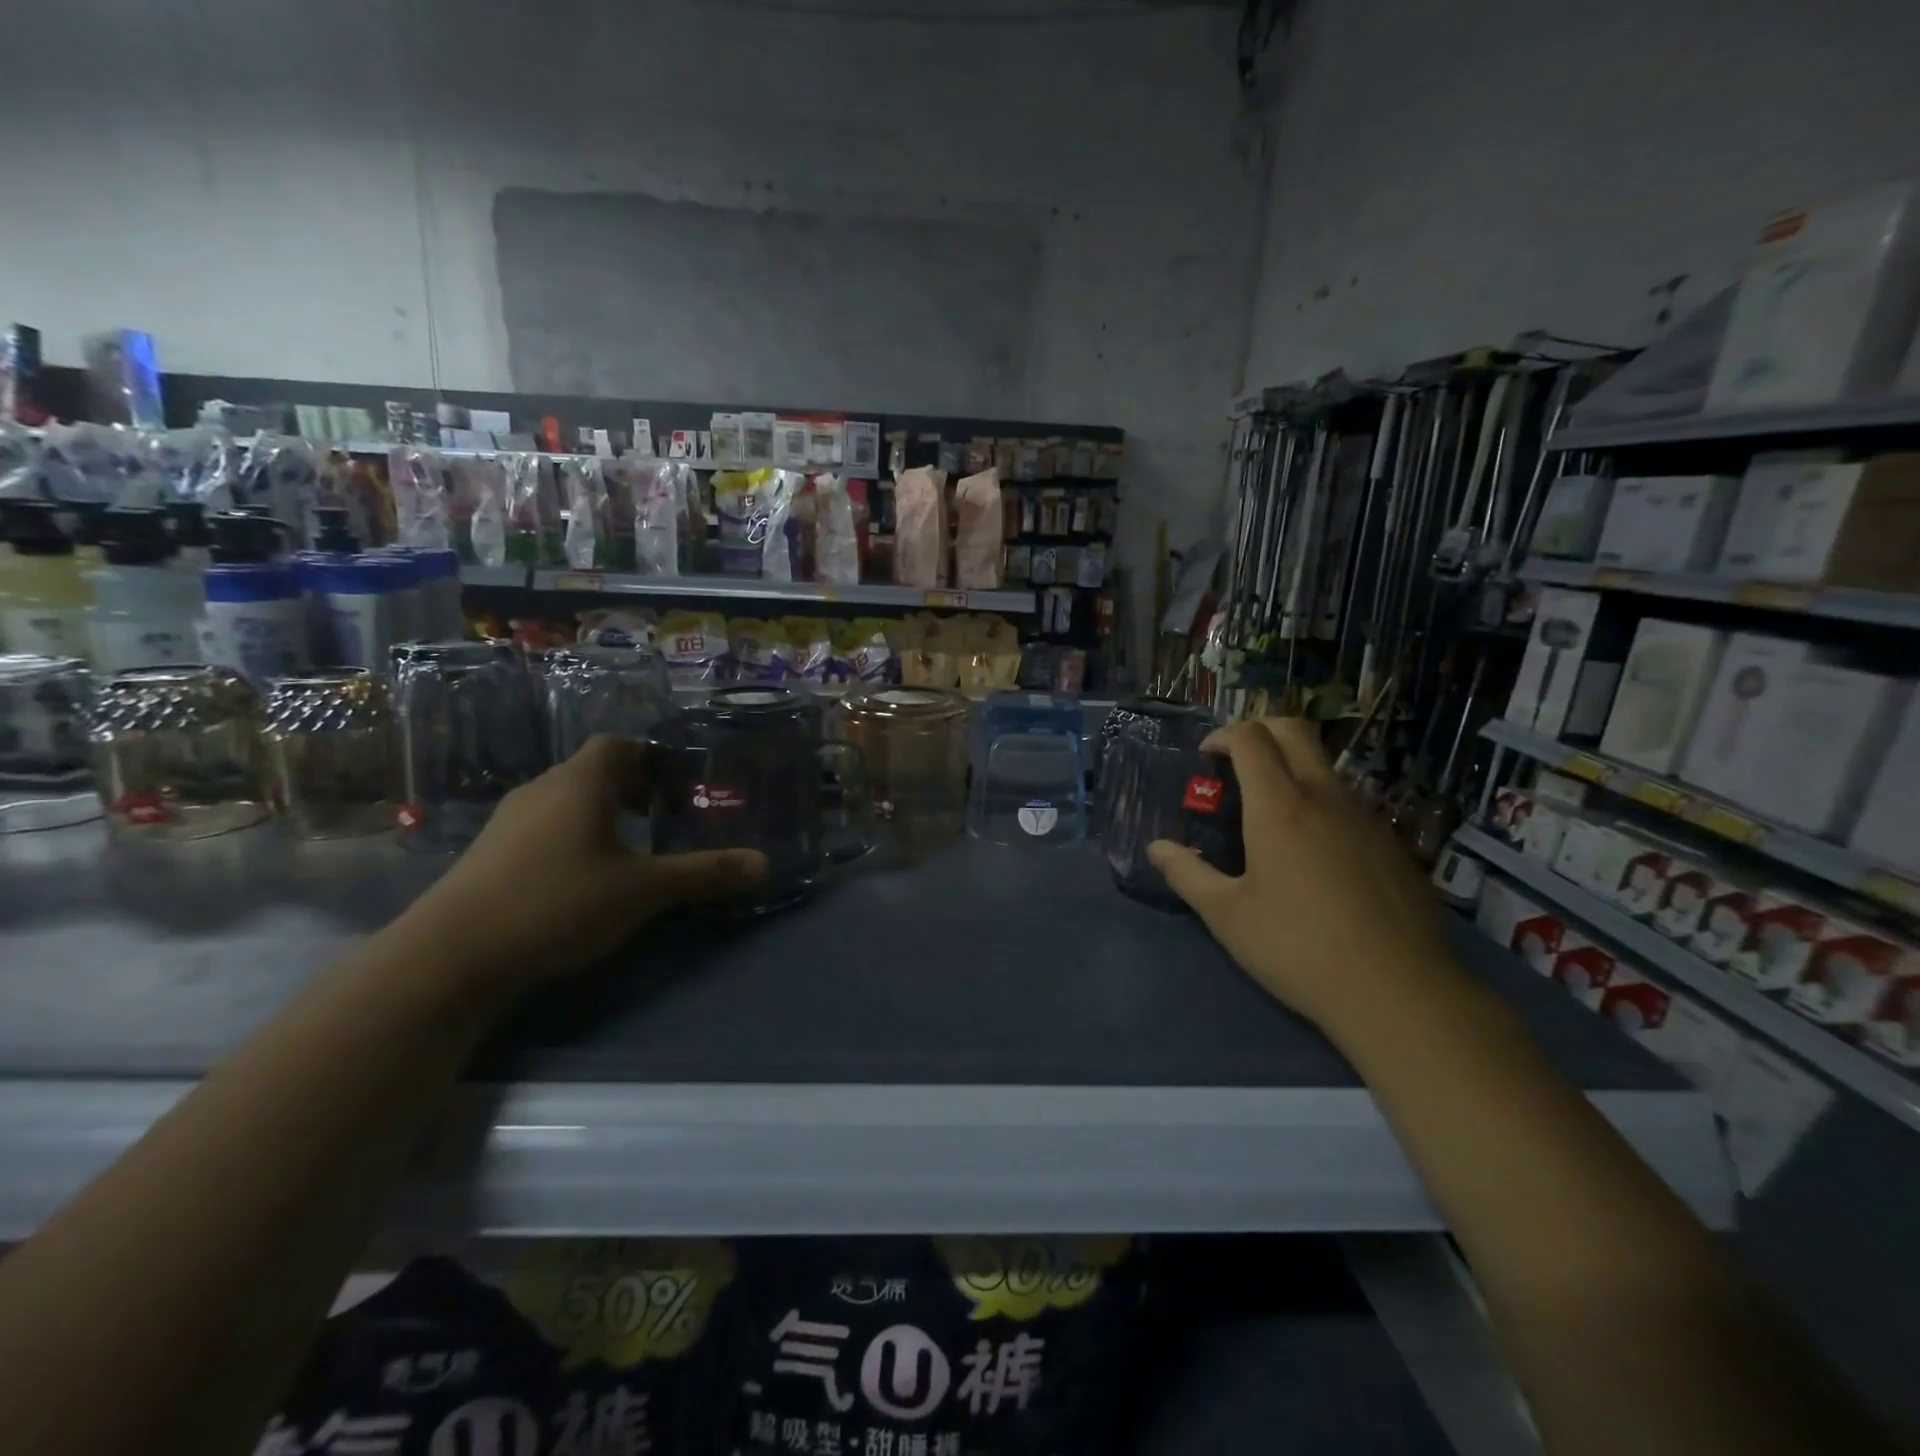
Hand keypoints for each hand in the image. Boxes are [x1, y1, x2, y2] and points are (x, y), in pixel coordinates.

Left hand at [398, 735, 765, 990]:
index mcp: (581, 783)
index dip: (652, 757)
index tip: (678, 784)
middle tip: (664, 816)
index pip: (619, 744)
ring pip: (566, 800)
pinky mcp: (488, 854)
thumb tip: (765, 863)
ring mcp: (508, 822)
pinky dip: (572, 836)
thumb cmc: (559, 902)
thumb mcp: (644, 890)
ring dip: (601, 814)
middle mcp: (542, 789)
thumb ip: (705, 874)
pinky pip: (543, 827)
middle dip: (633, 788)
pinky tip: (583, 877)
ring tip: (630, 848)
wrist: (451, 957)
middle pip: (594, 771)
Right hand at [1147, 717, 1454, 1032]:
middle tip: (1237, 763)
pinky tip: (1315, 855)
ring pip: (1325, 767)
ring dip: (1292, 769)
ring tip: (1271, 815)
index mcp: (1279, 806)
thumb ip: (1187, 874)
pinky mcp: (1393, 845)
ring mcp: (1366, 818)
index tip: (1206, 757)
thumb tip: (1157, 848)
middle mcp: (1325, 797)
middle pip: (1295, 731)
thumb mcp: (1227, 916)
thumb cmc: (1298, 947)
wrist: (1399, 991)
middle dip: (1261, 731)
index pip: (1251, 738)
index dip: (1223, 736)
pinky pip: (1350, 804)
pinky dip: (1321, 805)